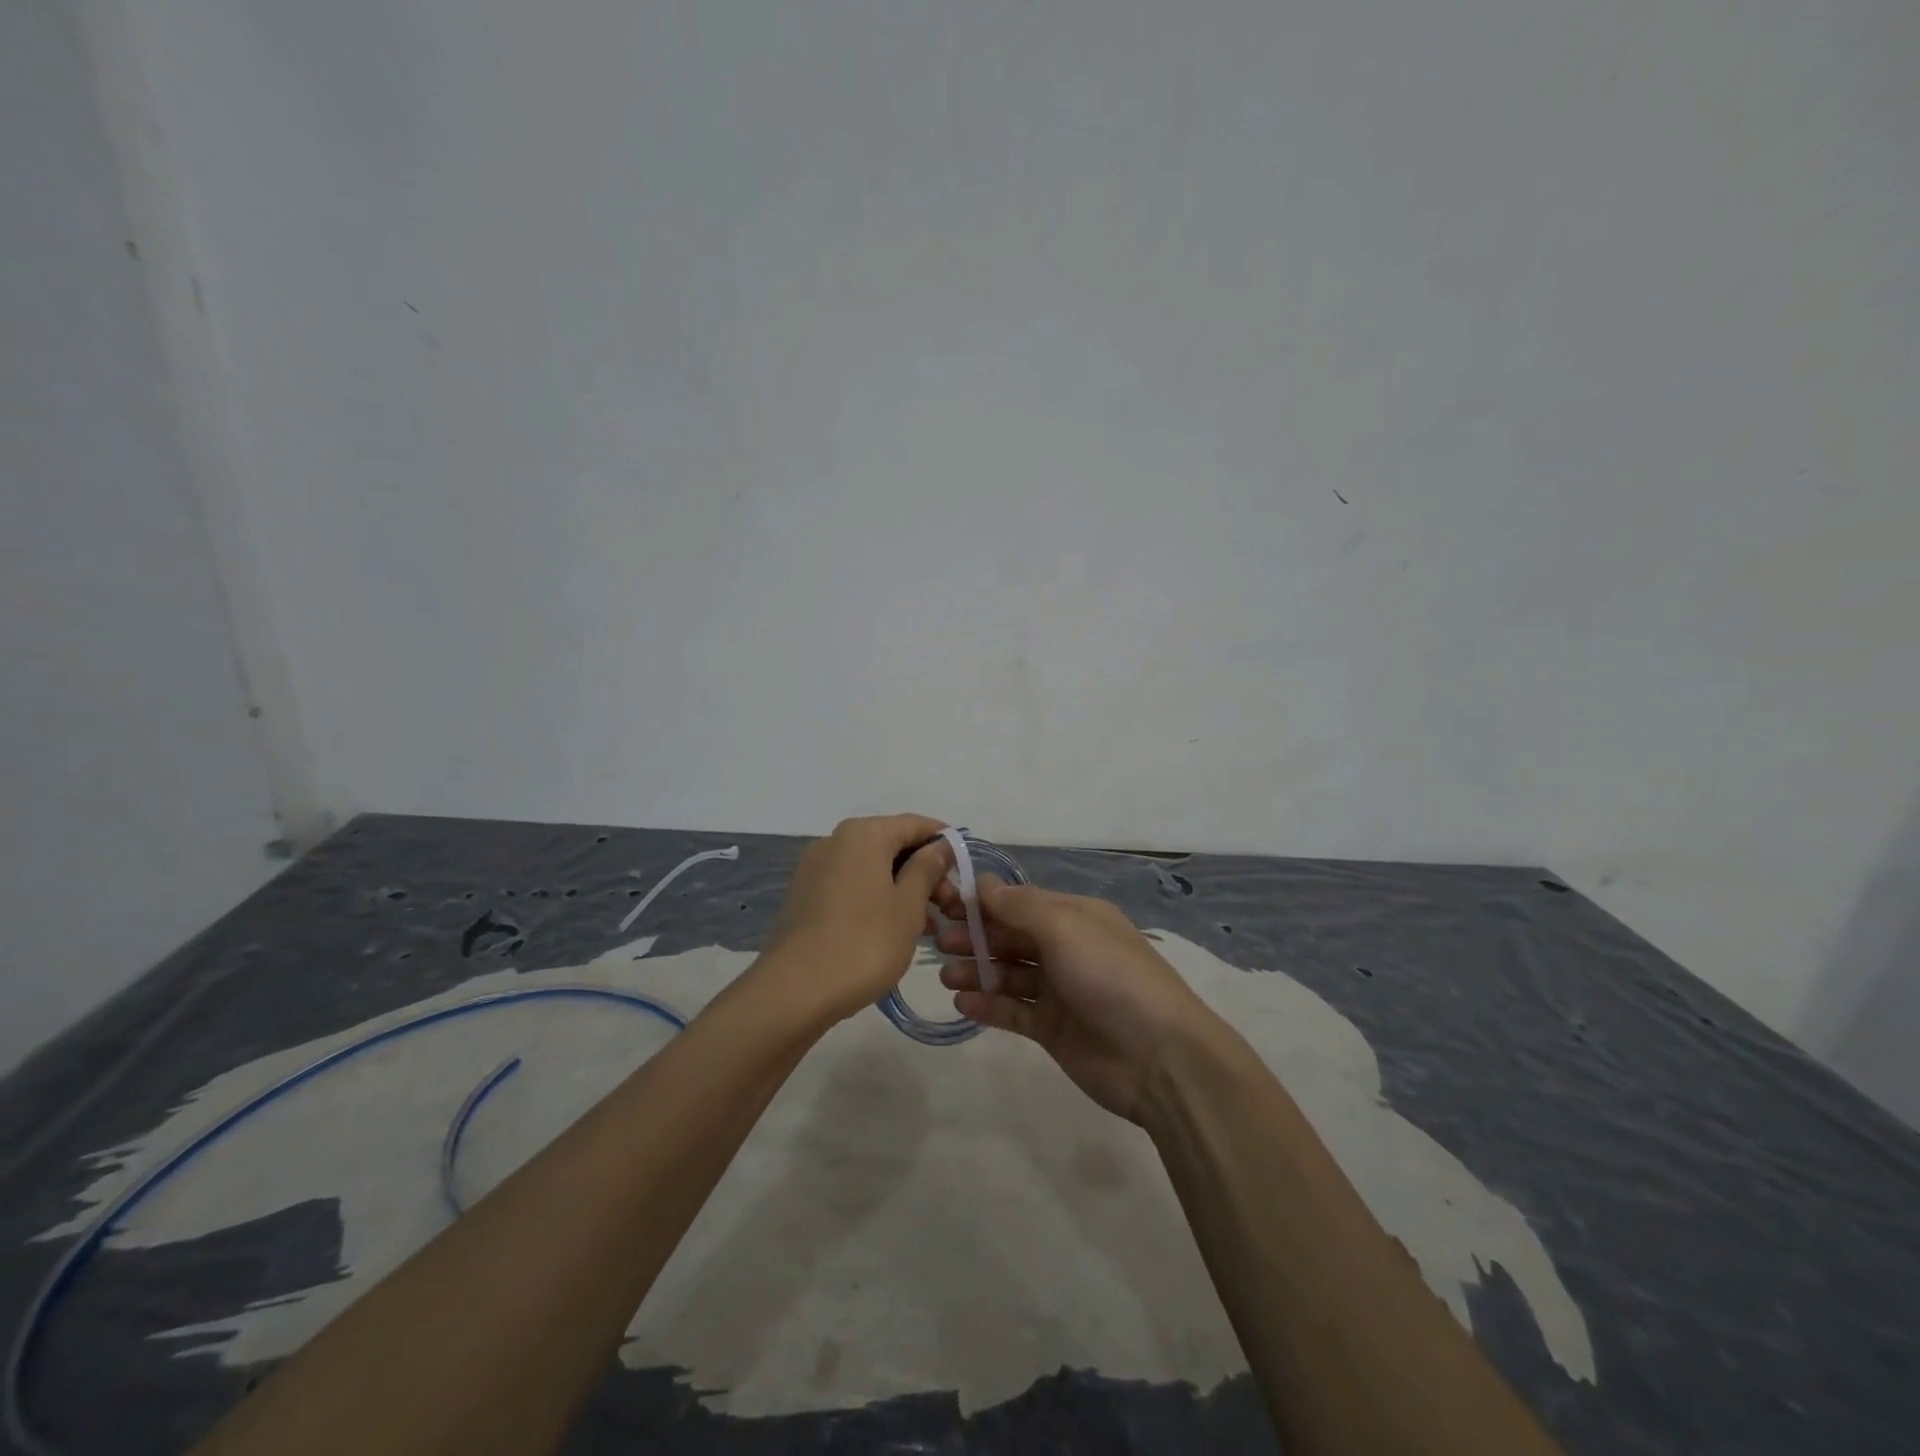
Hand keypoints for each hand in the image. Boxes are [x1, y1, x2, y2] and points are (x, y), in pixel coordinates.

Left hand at [762, 814, 953, 1024]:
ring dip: (904, 889)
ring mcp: (816, 869)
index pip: (915, 824)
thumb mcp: (908, 906)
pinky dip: (878, 899)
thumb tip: (941, 845)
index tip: (967, 868)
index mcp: (863, 834)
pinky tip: (896, 930)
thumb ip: (927, 869)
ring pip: (872, 868)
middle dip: (925, 871)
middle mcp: (836, 841)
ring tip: (930, 926)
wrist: (793, 991)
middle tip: (951, 907)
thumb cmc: (863, 943)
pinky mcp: (806, 897)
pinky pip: (852, 886)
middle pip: (892, 845)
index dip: (944, 841)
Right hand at [935, 879, 1224, 1122]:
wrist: (1159, 1057)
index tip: (944, 903)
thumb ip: (1019, 906)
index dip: (982, 902)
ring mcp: (1059, 990)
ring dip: (977, 970)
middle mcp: (1066, 948)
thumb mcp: (1065, 927)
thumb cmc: (1110, 976)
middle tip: (937, 941)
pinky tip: (962, 1003)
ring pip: (1008, 973)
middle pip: (1011, 936)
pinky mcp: (1053, 1029)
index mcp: (1074, 916)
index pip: (1019, 901)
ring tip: (945, 975)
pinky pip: (1013, 1011)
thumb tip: (982, 884)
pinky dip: (988, 1005)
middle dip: (974, 936)